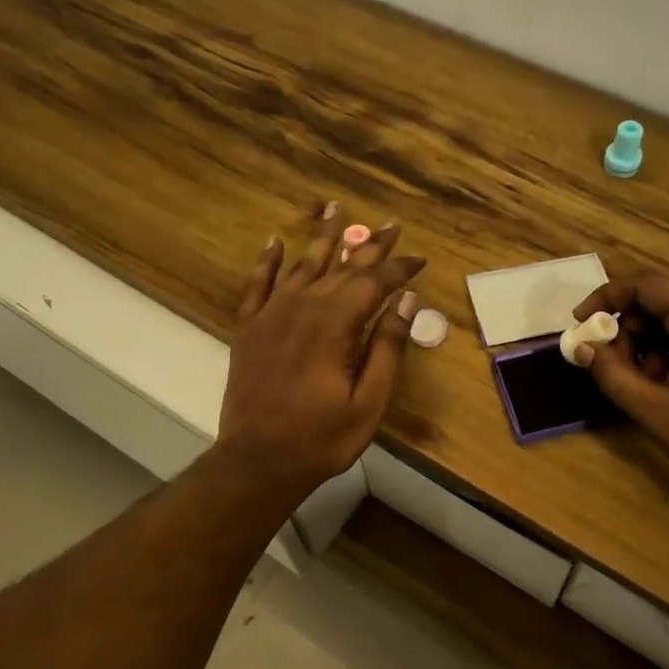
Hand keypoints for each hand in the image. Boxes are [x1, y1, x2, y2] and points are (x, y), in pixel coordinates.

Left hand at [219, 203, 424, 497]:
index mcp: (336, 322)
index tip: (419, 258)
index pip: (375, 281)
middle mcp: (303, 305)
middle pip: (342, 266)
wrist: (258, 460)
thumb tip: (406, 300)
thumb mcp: (369, 400)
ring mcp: (271, 314)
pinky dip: (267, 261)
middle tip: (390, 224)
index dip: (399, 267)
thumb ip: (388, 347)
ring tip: (336, 209)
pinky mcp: (249, 328)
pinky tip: (276, 242)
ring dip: (323, 238)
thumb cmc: (322, 437)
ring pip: (302, 264)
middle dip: (369, 245)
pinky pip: (258, 283)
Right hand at [573, 272, 668, 499]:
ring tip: (649, 383)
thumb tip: (583, 347)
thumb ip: (612, 374)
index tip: (580, 324)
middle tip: (617, 369)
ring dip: (655, 340)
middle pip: (663, 298)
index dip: (604, 300)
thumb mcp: (656, 411)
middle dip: (631, 329)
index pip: (642, 285)